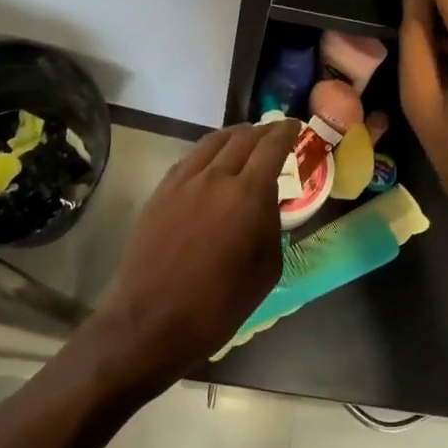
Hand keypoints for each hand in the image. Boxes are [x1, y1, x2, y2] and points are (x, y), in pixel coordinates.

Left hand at [88, 119, 298, 389]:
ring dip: (235, 135)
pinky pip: (190, 159)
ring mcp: (183, 182)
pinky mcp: (161, 192)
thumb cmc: (217, 305)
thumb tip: (267, 202)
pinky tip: (213, 162)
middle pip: (243, 138)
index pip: (271, 148)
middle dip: (263, 131)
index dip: (286, 132)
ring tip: (246, 140)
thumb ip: (271, 226)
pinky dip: (209, 151)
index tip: (296, 126)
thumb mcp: (265, 271)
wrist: (151, 321)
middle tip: (275, 133)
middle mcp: (215, 177)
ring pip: (213, 142)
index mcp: (247, 195)